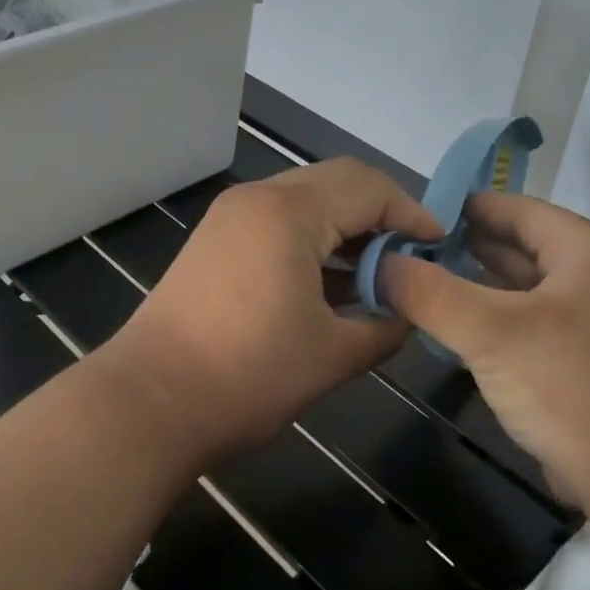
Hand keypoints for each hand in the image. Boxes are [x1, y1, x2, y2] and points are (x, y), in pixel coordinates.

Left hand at [103, 158, 441, 461]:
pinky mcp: (212, 246)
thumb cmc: (248, 377)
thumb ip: (385, 326)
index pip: (369, 187)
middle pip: (336, 184)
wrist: (149, 405)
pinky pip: (276, 227)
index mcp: (289, 213)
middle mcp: (256, 200)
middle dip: (381, 216)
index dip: (412, 214)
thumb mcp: (333, 355)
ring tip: (378, 274)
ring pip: (304, 204)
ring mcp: (228, 220)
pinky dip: (312, 245)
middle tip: (412, 257)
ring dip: (345, 231)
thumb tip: (407, 314)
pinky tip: (332, 285)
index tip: (440, 248)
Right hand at [379, 192, 589, 510]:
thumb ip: (430, 293)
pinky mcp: (581, 361)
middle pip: (518, 247)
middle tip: (403, 250)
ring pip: (521, 290)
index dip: (462, 207)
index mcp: (586, 250)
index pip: (515, 208)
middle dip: (462, 247)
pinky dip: (491, 321)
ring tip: (417, 284)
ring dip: (474, 286)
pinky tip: (452, 329)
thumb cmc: (569, 386)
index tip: (408, 213)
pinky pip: (526, 326)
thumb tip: (379, 264)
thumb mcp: (491, 332)